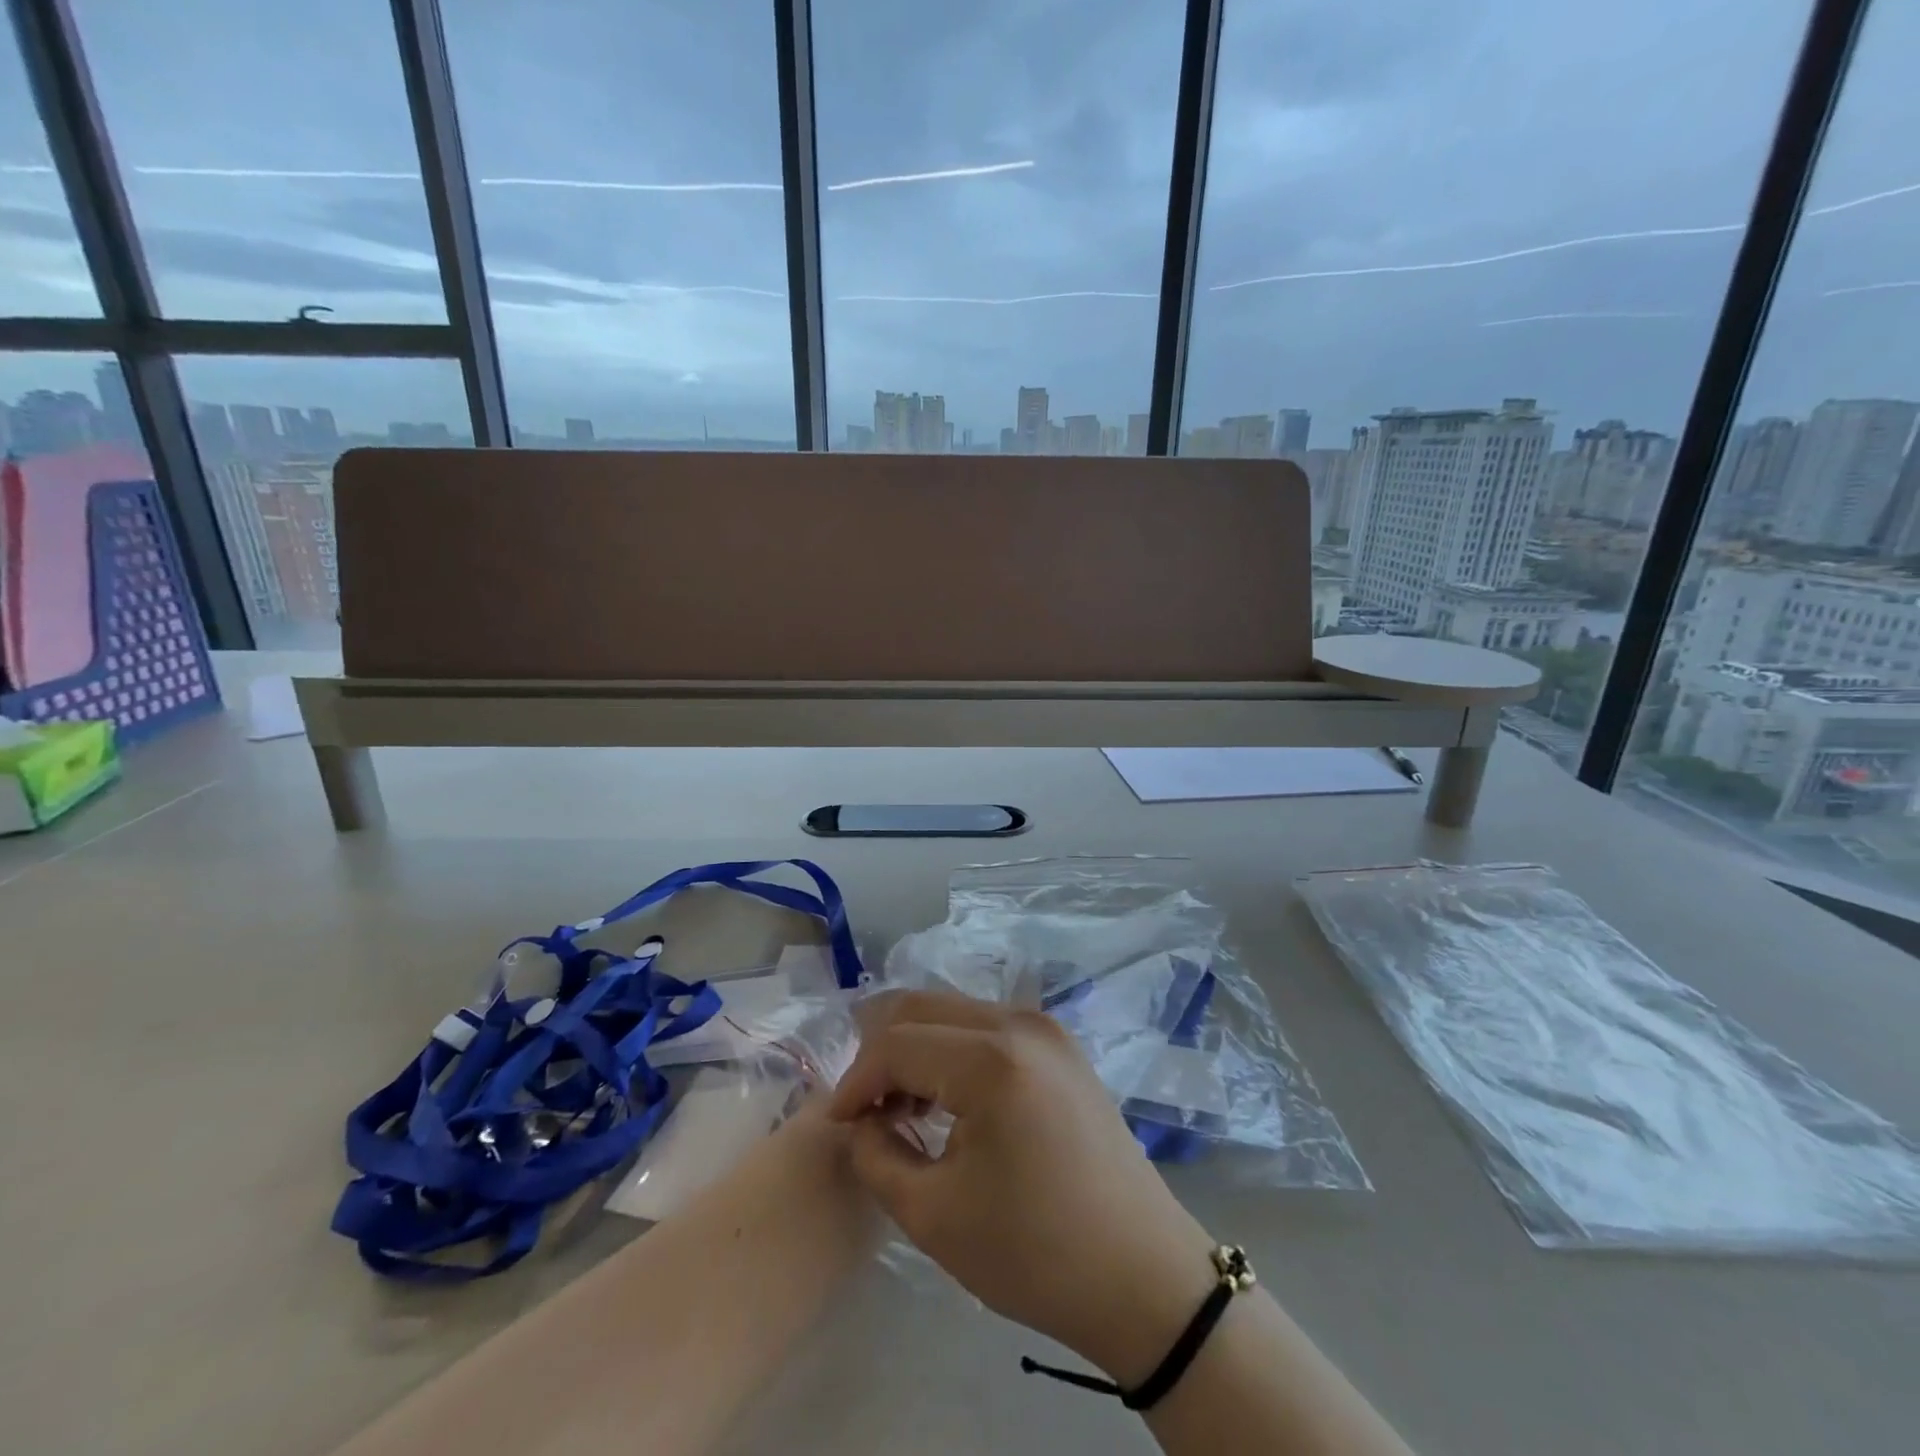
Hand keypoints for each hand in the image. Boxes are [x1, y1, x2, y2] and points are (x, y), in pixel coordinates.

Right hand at [828, 991, 1216, 1384]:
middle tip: (863, 1108)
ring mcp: (1046, 1027)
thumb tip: (860, 1120)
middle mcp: (1020, 1022)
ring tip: (900, 1109)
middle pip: (922, 1007)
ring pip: (953, 1012)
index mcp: (991, 1059)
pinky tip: (946, 1098)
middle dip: (881, 1052)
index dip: (856, 1081)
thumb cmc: (1035, 1253)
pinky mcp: (1060, 1044)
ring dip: (916, 1049)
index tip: (838, 1124)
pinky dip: (952, 1051)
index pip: (896, 1044)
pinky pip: (986, 1026)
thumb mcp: (934, 1215)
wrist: (1142, 1275)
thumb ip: (876, 1155)